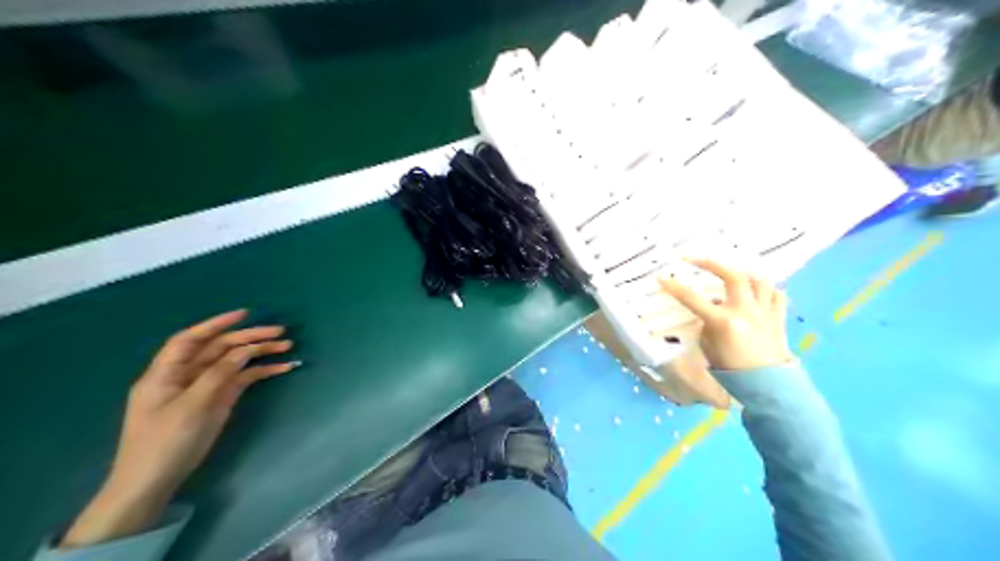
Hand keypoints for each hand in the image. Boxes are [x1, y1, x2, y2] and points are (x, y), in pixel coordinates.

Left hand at [59, 308, 294, 549]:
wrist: (153, 482)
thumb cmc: (164, 442)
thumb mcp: (191, 406)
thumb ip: (218, 374)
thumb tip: (243, 351)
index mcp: (166, 373)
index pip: (190, 339)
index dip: (215, 324)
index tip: (244, 314)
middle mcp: (185, 375)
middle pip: (219, 348)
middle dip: (249, 338)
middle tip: (280, 333)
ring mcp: (203, 388)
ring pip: (234, 363)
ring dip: (259, 354)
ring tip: (287, 347)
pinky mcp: (217, 401)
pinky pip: (241, 380)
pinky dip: (260, 373)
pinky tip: (281, 369)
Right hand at [663, 258, 793, 370]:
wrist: (766, 385)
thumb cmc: (730, 368)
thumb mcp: (708, 345)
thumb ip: (706, 323)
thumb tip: (709, 307)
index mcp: (723, 322)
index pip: (693, 299)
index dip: (675, 287)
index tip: (661, 278)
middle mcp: (745, 312)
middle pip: (732, 275)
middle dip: (711, 262)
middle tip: (694, 258)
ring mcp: (764, 312)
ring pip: (758, 280)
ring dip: (742, 272)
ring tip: (729, 271)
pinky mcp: (778, 316)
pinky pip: (775, 294)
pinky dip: (765, 289)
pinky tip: (755, 291)